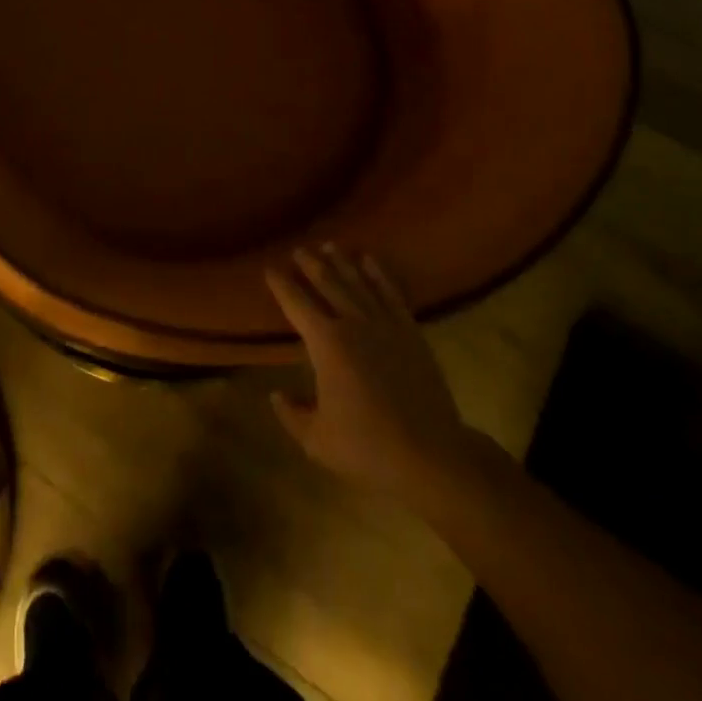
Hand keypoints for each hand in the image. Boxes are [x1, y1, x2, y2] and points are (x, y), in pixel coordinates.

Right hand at [268, 245, 483, 503]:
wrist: (431, 454)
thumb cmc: (367, 447)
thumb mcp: (316, 440)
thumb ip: (291, 414)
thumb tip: (276, 394)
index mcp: (325, 343)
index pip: (296, 303)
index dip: (281, 284)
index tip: (269, 268)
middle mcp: (353, 323)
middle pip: (327, 283)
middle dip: (310, 264)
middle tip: (298, 249)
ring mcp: (385, 324)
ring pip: (358, 282)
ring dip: (342, 262)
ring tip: (329, 245)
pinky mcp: (410, 332)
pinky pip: (391, 293)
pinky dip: (379, 273)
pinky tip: (370, 260)